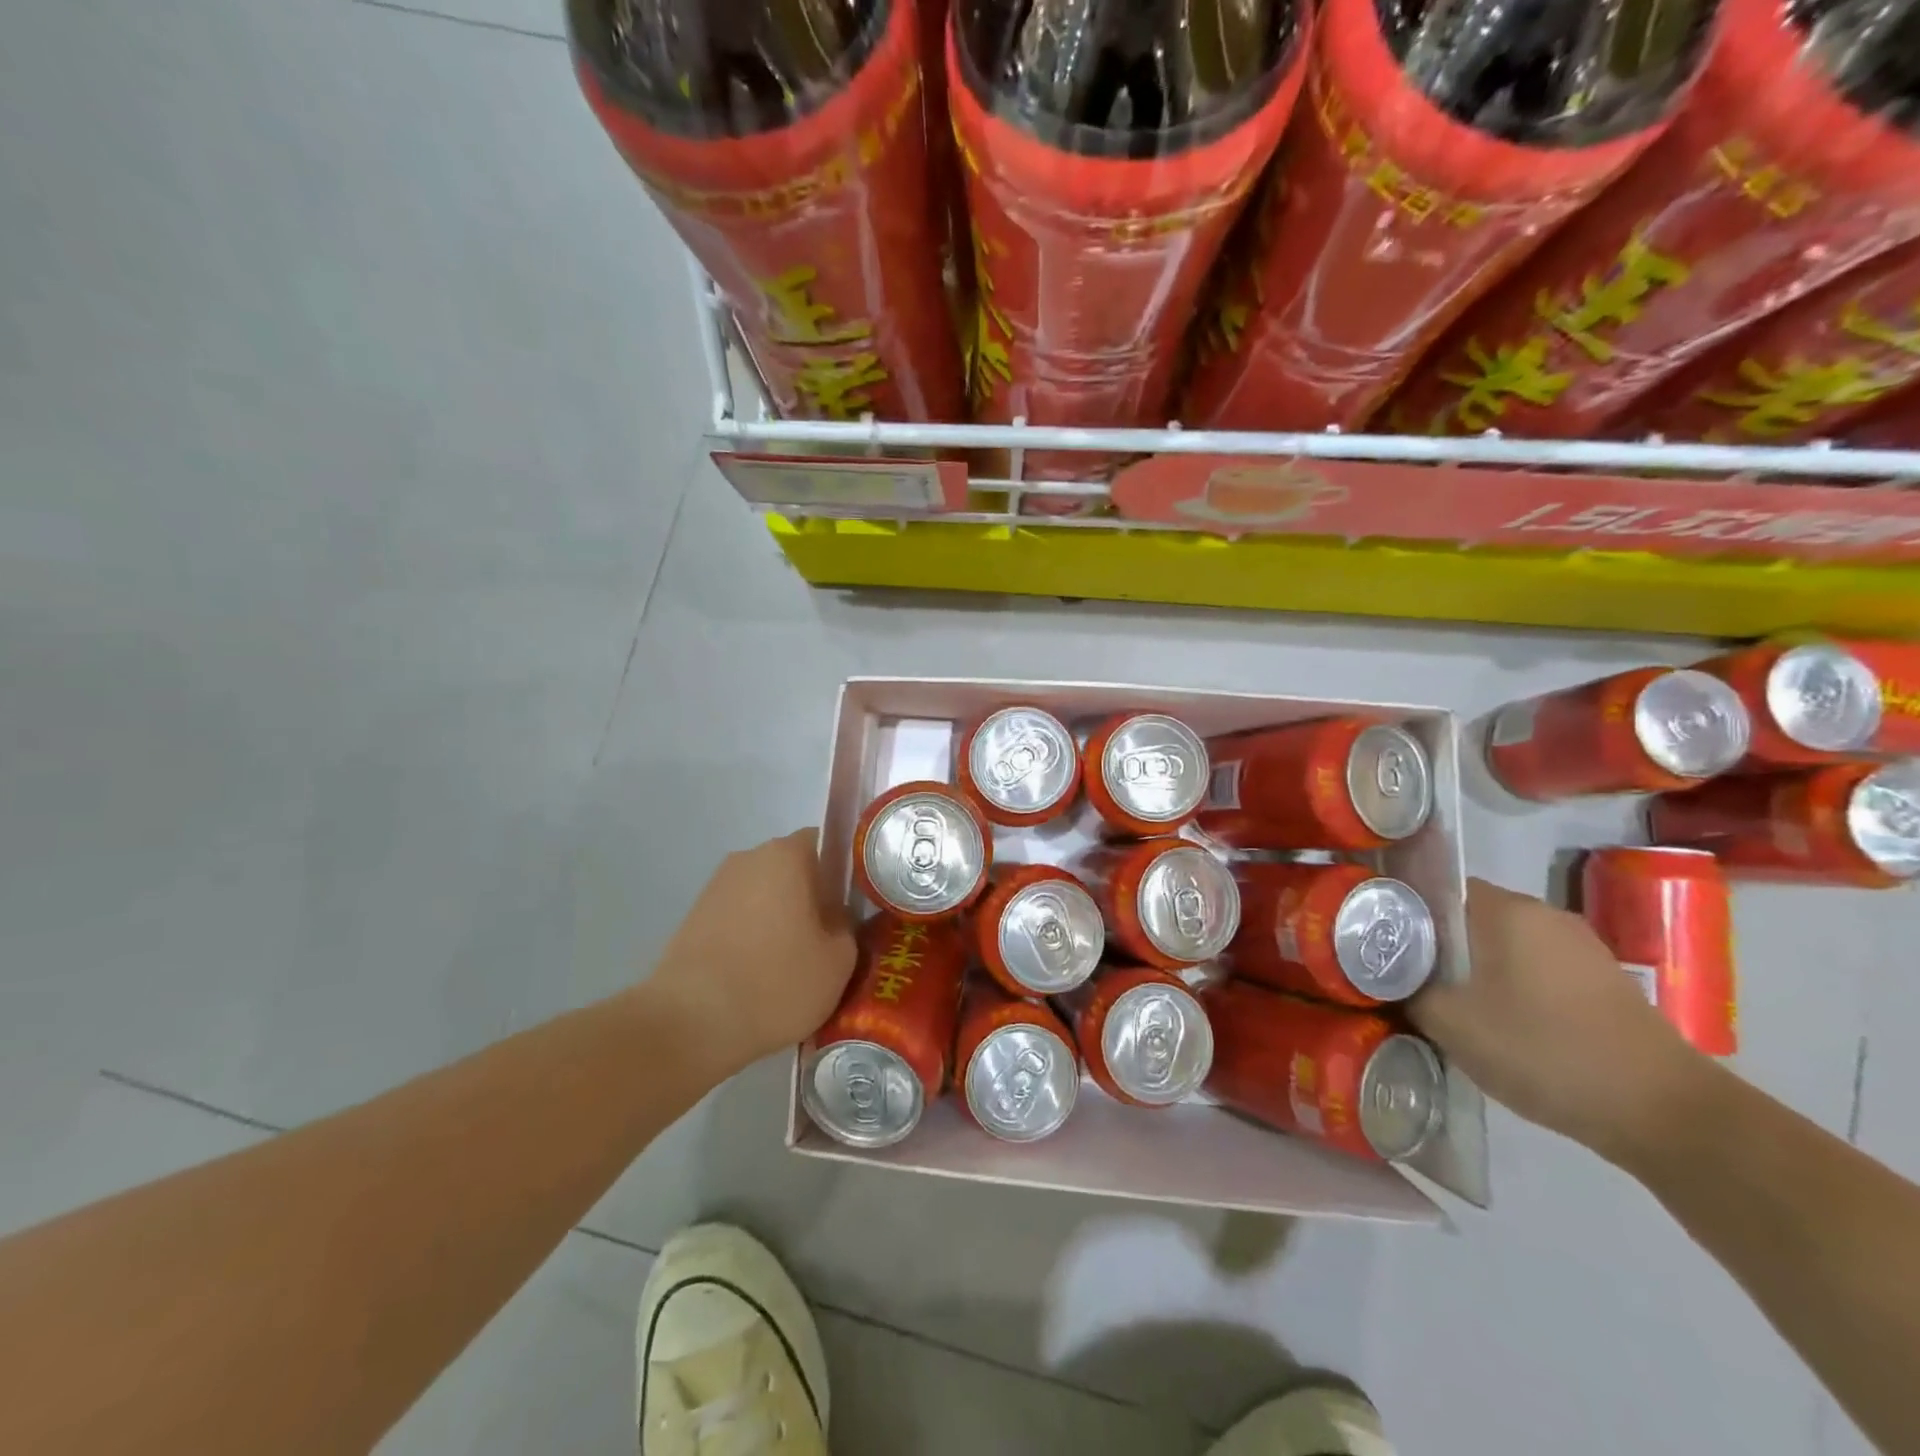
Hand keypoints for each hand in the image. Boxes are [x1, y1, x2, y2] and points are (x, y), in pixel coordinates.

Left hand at [644, 830, 857, 1078]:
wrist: (690, 1024)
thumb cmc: (776, 983)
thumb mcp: (839, 960)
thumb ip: (847, 925)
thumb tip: (835, 916)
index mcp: (788, 854)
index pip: (828, 842)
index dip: (845, 872)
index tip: (854, 906)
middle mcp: (749, 857)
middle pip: (794, 868)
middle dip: (812, 896)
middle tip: (829, 938)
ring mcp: (716, 886)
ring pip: (764, 894)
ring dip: (780, 918)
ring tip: (793, 963)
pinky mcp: (693, 918)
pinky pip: (738, 917)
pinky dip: (752, 936)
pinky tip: (759, 974)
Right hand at [1407, 877, 1706, 1161]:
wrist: (1664, 1114)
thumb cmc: (1543, 1050)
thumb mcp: (1451, 1023)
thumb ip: (1407, 990)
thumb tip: (1390, 979)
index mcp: (1506, 909)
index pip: (1437, 888)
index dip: (1404, 911)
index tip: (1383, 943)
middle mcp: (1545, 915)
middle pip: (1471, 917)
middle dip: (1438, 944)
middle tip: (1408, 978)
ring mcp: (1582, 948)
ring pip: (1505, 946)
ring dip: (1476, 969)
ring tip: (1451, 1006)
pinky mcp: (1605, 983)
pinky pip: (1537, 970)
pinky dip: (1513, 988)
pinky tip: (1503, 1026)